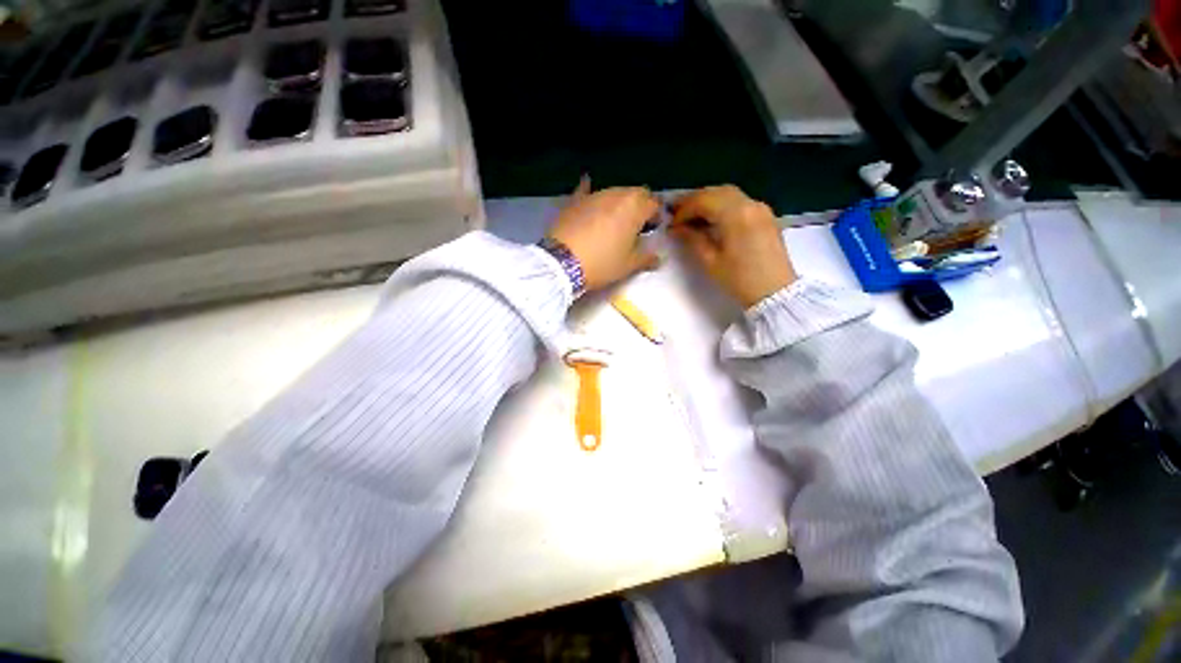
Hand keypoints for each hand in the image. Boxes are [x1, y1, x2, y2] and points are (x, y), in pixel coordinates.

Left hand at [547, 178, 660, 292]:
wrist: (563, 262)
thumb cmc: (602, 263)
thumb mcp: (628, 265)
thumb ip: (646, 258)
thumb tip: (658, 258)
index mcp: (635, 208)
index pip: (654, 204)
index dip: (656, 215)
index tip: (653, 229)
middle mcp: (617, 195)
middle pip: (636, 193)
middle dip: (640, 205)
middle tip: (637, 224)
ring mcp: (594, 195)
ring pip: (614, 191)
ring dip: (620, 201)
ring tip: (616, 218)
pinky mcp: (575, 200)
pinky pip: (585, 189)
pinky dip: (589, 188)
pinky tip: (588, 183)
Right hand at [669, 185, 796, 307]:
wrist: (775, 292)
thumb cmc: (739, 279)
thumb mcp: (710, 261)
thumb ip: (692, 239)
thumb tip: (677, 227)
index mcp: (735, 215)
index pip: (704, 200)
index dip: (684, 209)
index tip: (672, 223)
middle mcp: (750, 204)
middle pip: (717, 191)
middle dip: (695, 200)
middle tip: (679, 215)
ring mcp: (760, 208)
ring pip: (729, 194)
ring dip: (709, 201)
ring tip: (693, 217)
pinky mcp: (766, 216)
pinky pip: (741, 201)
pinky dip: (723, 205)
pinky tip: (714, 219)